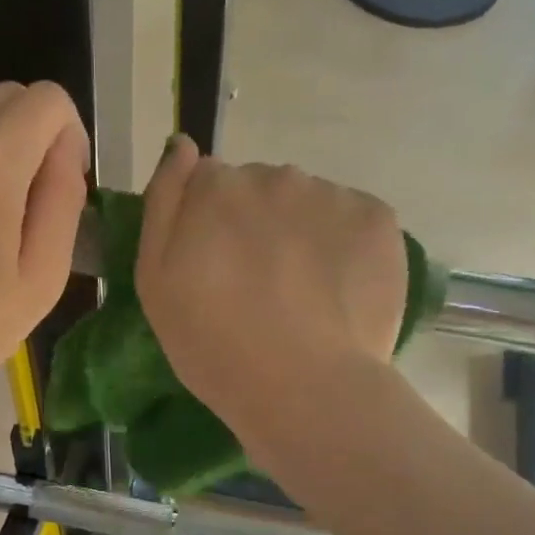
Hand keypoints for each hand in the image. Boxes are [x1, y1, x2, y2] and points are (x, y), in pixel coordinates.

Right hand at [136, 136, 405, 454]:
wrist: (303, 389)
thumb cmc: (214, 346)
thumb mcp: (155, 282)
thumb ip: (164, 203)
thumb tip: (183, 145)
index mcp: (216, 188)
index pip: (209, 184)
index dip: (210, 225)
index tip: (216, 270)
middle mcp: (274, 176)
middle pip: (261, 190)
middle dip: (257, 225)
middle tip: (260, 290)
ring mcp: (331, 194)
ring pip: (309, 204)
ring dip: (302, 234)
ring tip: (303, 297)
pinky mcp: (378, 219)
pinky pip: (352, 221)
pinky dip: (345, 247)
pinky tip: (338, 293)